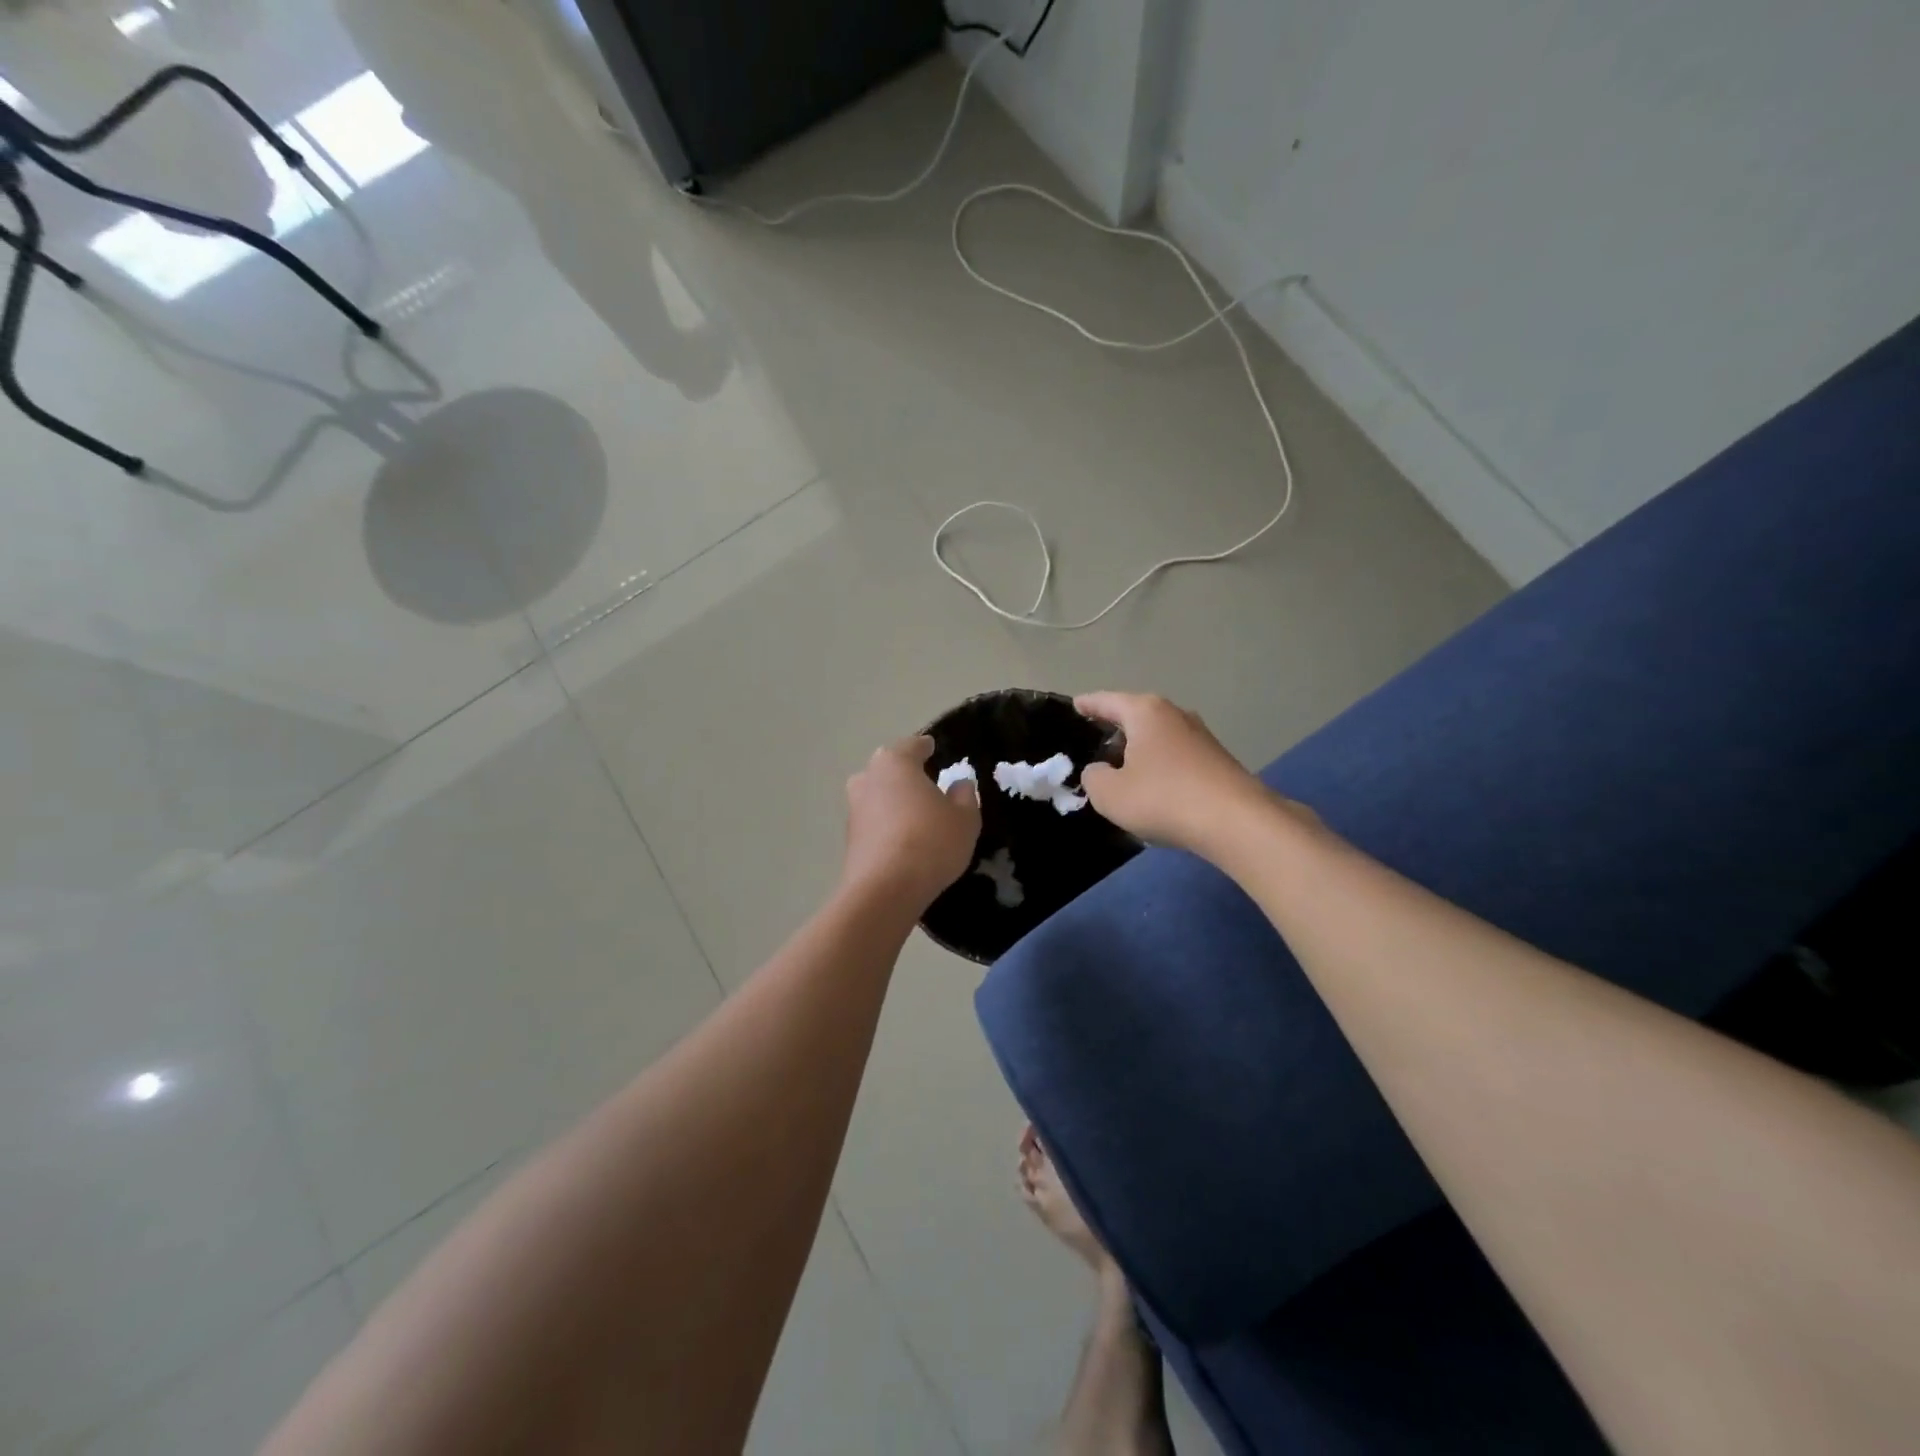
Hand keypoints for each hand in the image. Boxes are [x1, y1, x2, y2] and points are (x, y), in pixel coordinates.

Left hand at [842, 735, 981, 908]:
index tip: (932, 747)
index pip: (912, 746)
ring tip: (916, 815)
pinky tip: (903, 840)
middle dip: (904, 775)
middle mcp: (868, 779)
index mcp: (895, 763)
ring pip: (878, 797)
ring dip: (893, 802)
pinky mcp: (849, 840)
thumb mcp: (964, 818)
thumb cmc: (931, 841)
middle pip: (888, 770)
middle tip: (926, 783)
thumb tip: (960, 784)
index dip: (925, 747)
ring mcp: (854, 810)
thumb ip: (964, 796)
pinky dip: (887, 826)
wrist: (885, 890)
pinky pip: (874, 823)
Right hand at [1075, 692, 1274, 853]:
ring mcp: (1200, 736)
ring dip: (1138, 751)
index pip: (1106, 701)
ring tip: (1119, 770)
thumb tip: (1100, 770)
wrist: (1237, 822)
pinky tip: (1152, 789)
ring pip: (1157, 737)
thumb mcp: (1110, 794)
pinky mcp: (1216, 760)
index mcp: (1145, 712)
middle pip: (1135, 716)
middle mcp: (1174, 714)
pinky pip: (1175, 757)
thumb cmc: (1163, 798)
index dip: (1087, 705)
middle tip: (1092, 743)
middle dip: (1114, 729)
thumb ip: (1093, 778)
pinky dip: (1158, 767)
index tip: (1074, 705)